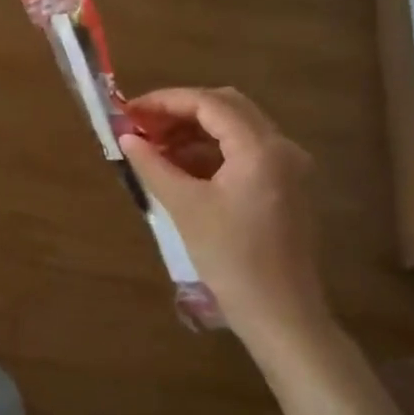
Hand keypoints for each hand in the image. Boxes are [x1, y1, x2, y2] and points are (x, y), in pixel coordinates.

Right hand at [119, 87, 332, 358]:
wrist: (280, 313)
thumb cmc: (231, 258)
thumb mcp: (185, 207)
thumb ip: (153, 165)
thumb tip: (125, 137)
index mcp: (261, 148)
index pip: (209, 103)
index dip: (165, 101)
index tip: (130, 111)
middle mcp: (281, 148)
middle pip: (227, 107)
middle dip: (180, 111)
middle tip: (142, 124)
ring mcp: (288, 168)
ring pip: (236, 129)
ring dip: (194, 131)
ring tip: (154, 147)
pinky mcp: (285, 187)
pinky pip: (244, 152)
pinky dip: (211, 151)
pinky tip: (180, 167)